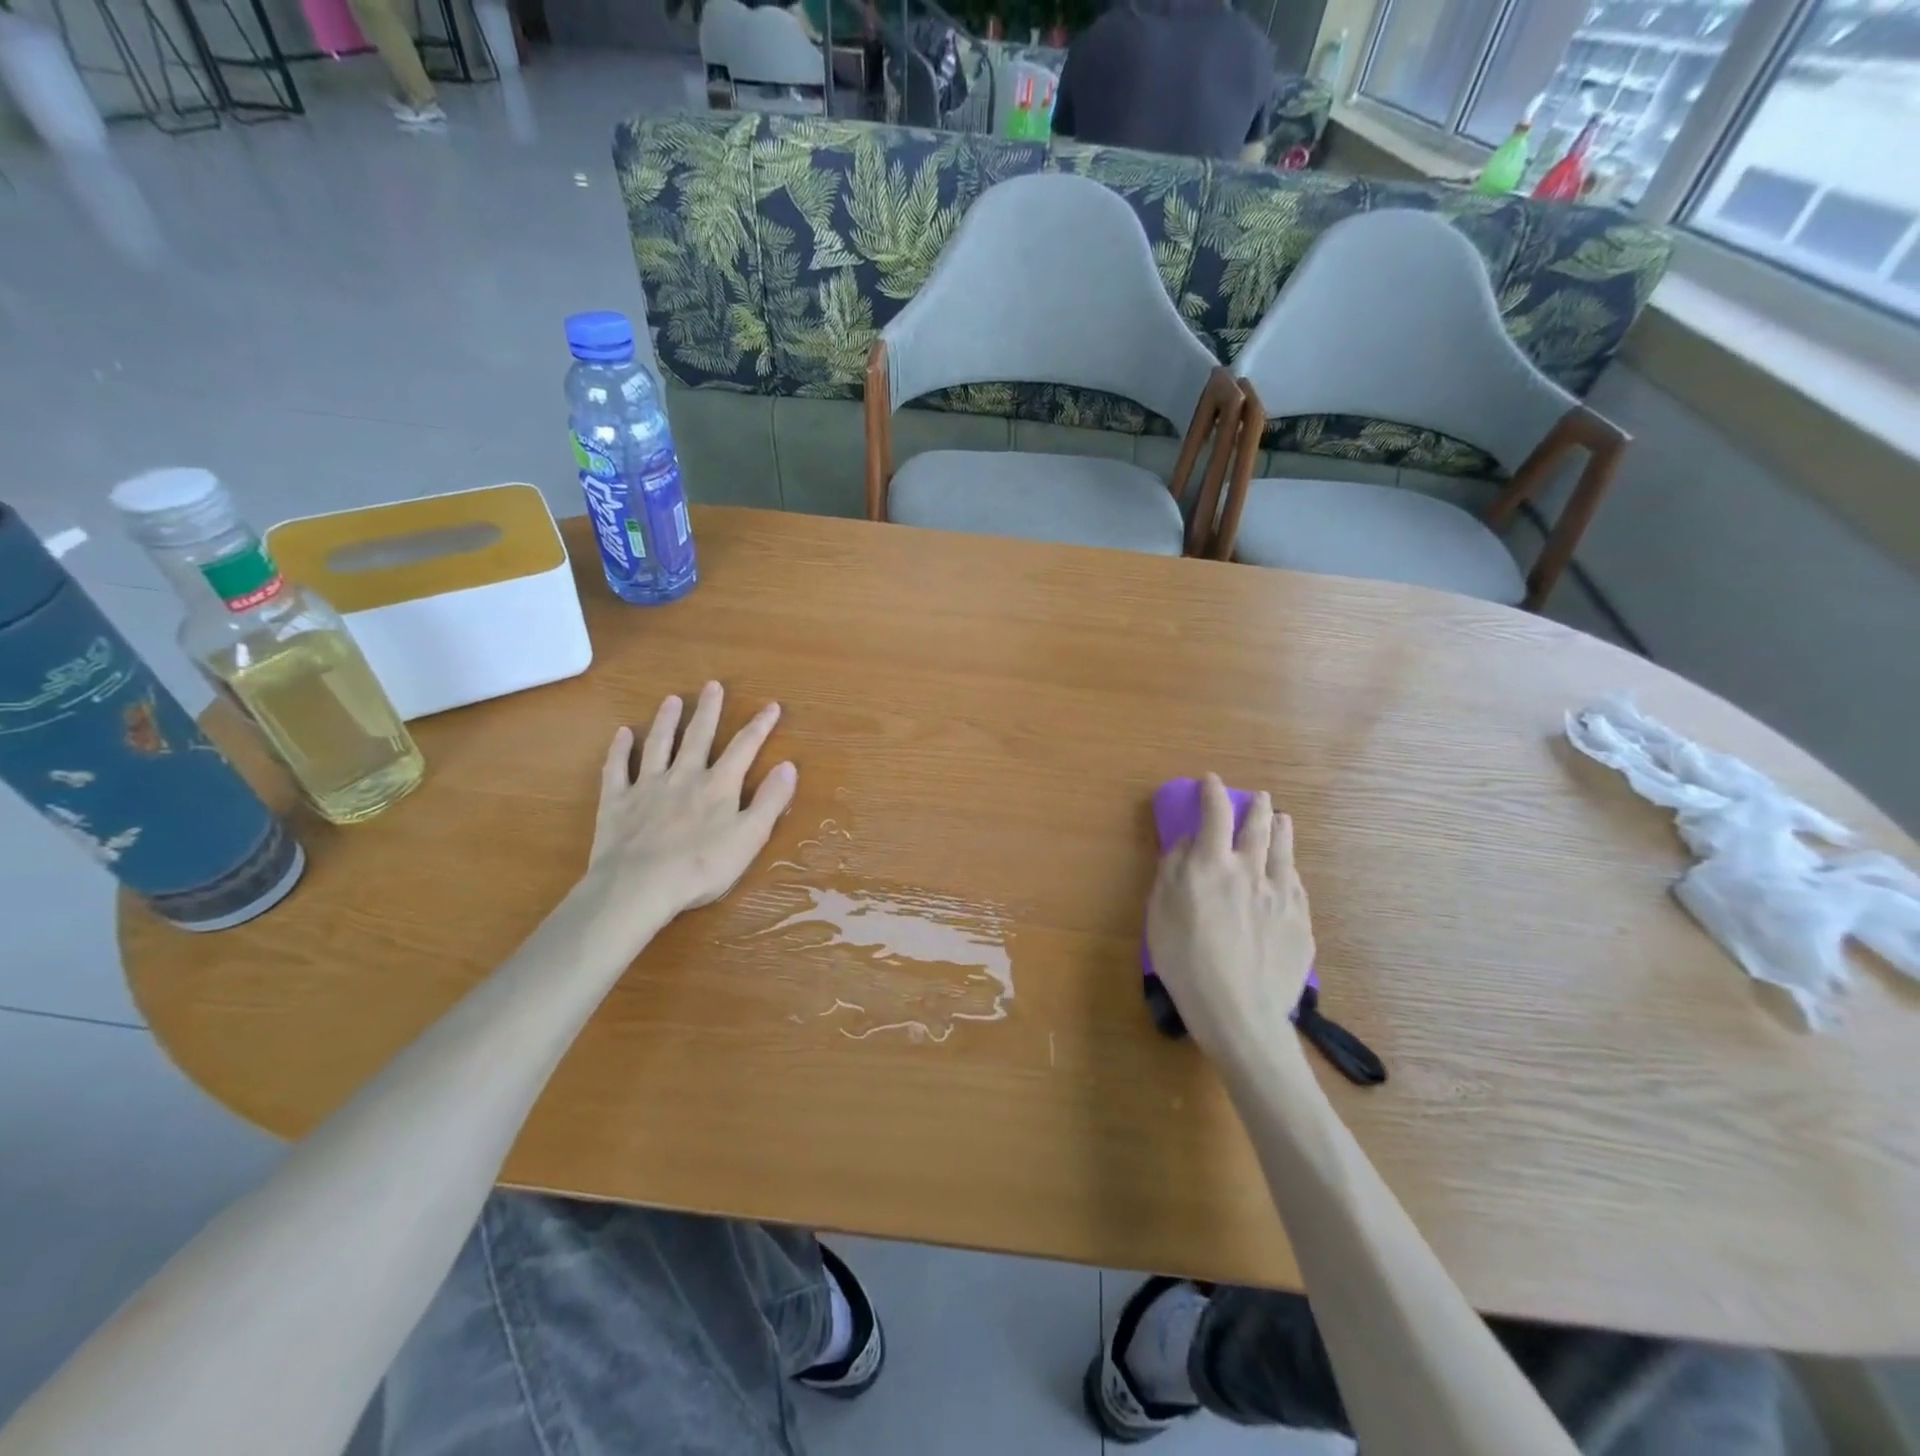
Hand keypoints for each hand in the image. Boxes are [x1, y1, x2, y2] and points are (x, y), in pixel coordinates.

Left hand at [580, 682, 797, 948]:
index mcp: (719, 786)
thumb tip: (789, 765)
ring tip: (671, 700)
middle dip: (708, 711)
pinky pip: (617, 769)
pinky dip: (620, 750)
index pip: (744, 748)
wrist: (639, 886)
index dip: (759, 726)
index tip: (771, 706)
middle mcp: (684, 776)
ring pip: (658, 745)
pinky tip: (622, 734)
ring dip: (666, 721)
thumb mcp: (750, 837)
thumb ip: (770, 801)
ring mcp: (647, 786)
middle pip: (698, 737)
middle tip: (712, 686)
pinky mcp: (616, 802)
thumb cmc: (702, 866)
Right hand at [1146, 774, 1314, 1072]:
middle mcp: (1250, 871)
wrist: (1239, 1011)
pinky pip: (1296, 884)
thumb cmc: (1185, 961)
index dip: (1212, 794)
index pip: (1214, 816)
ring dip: (1280, 829)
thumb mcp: (1160, 912)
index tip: (1210, 782)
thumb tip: (1188, 843)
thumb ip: (1172, 870)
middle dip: (1255, 807)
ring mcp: (1280, 896)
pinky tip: (1290, 869)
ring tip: (1281, 818)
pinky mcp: (1300, 922)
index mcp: (1211, 866)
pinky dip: (1290, 868)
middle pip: (1257, 828)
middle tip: (1257, 797)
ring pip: (1284, 851)